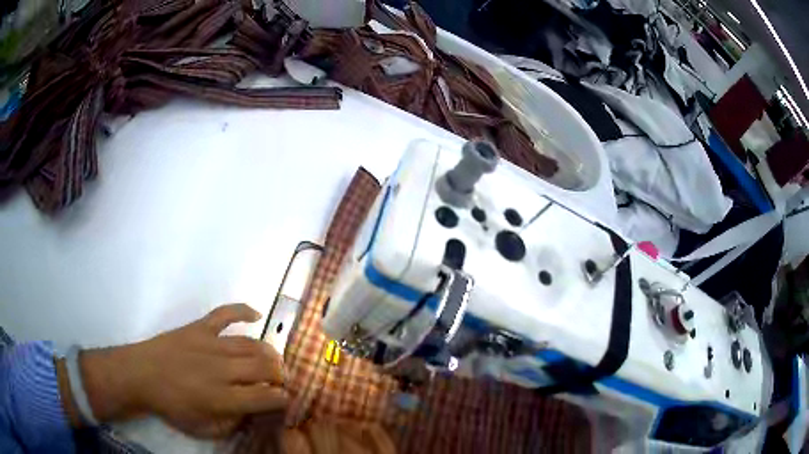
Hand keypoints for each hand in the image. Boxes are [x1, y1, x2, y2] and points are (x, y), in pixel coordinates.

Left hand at [78, 304, 287, 437]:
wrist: (142, 375)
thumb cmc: (172, 406)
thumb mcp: (204, 429)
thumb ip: (232, 425)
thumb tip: (253, 413)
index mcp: (222, 399)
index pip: (265, 397)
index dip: (282, 398)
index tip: (286, 399)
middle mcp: (221, 370)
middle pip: (264, 368)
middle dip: (280, 374)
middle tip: (281, 380)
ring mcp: (210, 345)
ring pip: (251, 344)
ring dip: (269, 352)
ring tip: (273, 359)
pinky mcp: (199, 327)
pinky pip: (225, 313)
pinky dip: (243, 310)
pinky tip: (257, 314)